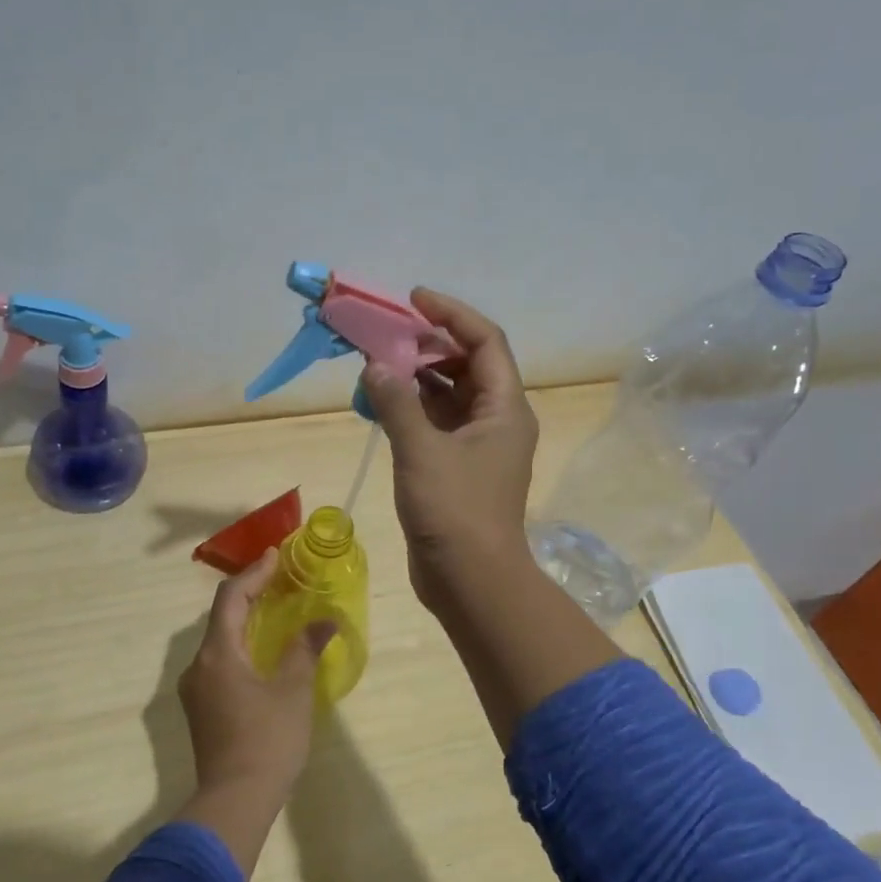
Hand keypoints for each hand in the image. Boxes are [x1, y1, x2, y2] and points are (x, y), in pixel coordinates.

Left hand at [178, 550, 334, 802]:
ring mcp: (195, 690)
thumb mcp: (293, 691)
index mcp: (218, 654)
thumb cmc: (267, 741)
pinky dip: (240, 646)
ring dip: (245, 621)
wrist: (234, 802)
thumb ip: (305, 649)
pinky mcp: (201, 709)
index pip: (231, 598)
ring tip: (275, 611)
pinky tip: (262, 653)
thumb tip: (325, 621)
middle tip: (280, 580)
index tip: (276, 556)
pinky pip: (219, 663)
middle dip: (250, 594)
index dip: (254, 573)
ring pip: (219, 641)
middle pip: (221, 616)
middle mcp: (198, 666)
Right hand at [358, 288, 539, 617]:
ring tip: (376, 363)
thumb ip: (397, 403)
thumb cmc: (455, 512)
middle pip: (466, 364)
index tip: (413, 301)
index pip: (484, 341)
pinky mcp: (458, 467)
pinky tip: (379, 402)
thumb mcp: (422, 451)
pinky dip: (411, 408)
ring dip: (415, 377)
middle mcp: (497, 420)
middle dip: (427, 344)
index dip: (451, 314)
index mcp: (504, 408)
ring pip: (448, 394)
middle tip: (386, 334)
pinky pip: (436, 423)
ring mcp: (478, 446)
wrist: (471, 581)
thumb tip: (376, 365)